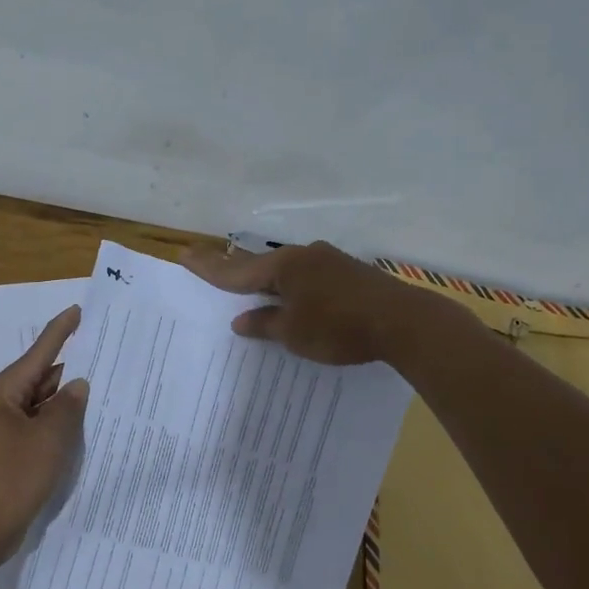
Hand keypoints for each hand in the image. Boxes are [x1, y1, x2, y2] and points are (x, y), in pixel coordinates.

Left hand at [0, 305, 88, 566]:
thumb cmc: (10, 480)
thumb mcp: (47, 440)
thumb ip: (67, 407)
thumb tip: (77, 384)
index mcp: (0, 393)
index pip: (38, 353)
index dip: (60, 332)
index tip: (79, 311)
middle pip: (38, 377)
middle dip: (69, 369)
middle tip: (104, 357)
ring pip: (38, 404)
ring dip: (64, 400)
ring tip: (101, 388)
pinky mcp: (4, 452)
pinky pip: (35, 427)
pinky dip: (55, 424)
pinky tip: (80, 426)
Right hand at [179, 240, 414, 364]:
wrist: (403, 322)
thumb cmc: (339, 327)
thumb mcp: (294, 333)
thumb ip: (265, 324)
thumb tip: (241, 320)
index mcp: (284, 267)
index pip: (236, 271)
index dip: (209, 267)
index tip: (184, 254)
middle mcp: (303, 256)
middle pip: (260, 264)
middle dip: (235, 268)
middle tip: (210, 265)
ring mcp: (328, 261)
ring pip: (286, 269)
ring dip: (266, 278)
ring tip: (249, 285)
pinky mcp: (348, 273)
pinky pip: (307, 276)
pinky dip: (291, 286)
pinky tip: (293, 296)